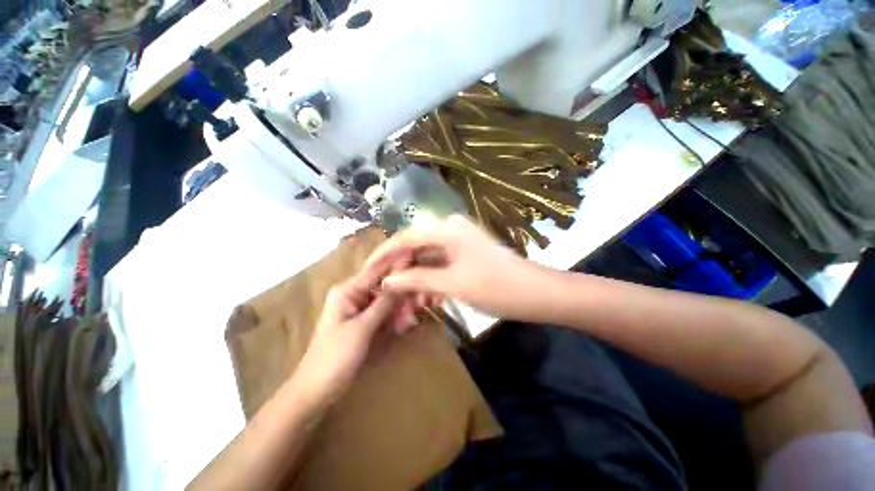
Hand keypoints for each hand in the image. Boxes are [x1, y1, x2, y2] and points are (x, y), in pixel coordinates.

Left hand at [294, 271, 423, 404]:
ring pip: (387, 299)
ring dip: (401, 307)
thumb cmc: (334, 358)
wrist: (315, 390)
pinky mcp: (364, 320)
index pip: (377, 269)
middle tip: (421, 303)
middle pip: (384, 284)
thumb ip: (384, 303)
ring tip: (412, 320)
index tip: (418, 262)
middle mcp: (354, 294)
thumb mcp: (362, 329)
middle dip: (403, 293)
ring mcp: (359, 307)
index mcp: (348, 290)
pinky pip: (384, 311)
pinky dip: (395, 316)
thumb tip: (403, 280)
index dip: (398, 264)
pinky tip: (404, 325)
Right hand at [363, 215, 541, 319]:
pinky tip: (427, 301)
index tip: (366, 273)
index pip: (404, 239)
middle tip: (388, 297)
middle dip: (401, 275)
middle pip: (414, 250)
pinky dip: (431, 282)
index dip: (382, 256)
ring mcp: (458, 241)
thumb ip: (416, 279)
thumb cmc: (496, 286)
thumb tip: (386, 281)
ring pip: (427, 261)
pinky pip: (440, 266)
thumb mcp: (452, 284)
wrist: (536, 293)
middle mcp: (450, 229)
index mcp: (446, 229)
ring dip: (417, 282)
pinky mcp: (464, 254)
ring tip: (409, 307)